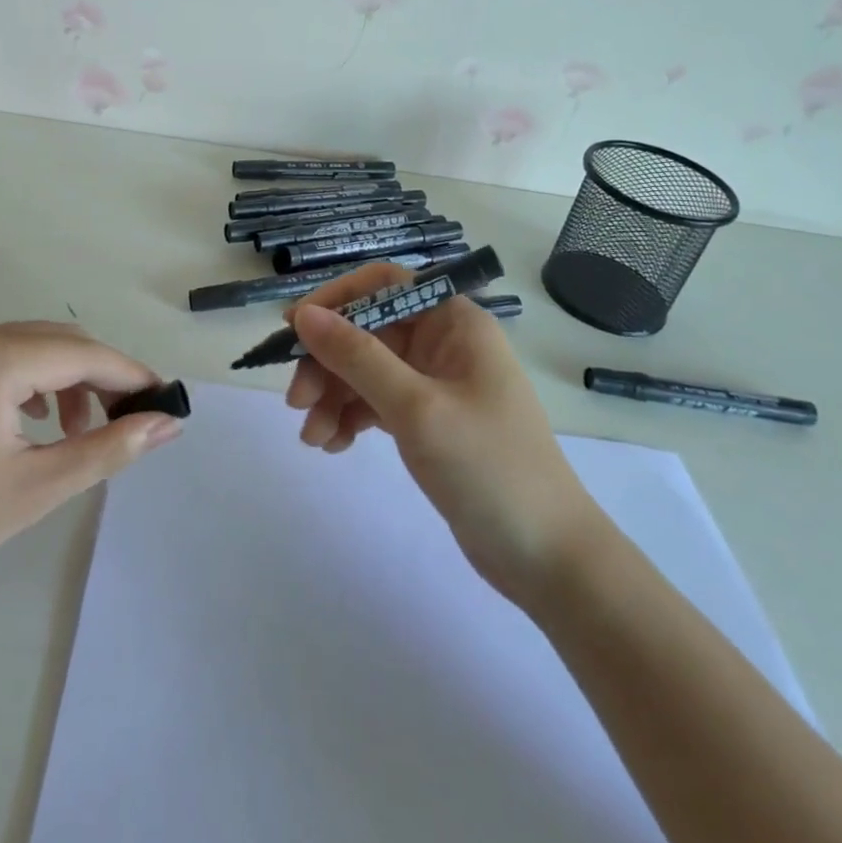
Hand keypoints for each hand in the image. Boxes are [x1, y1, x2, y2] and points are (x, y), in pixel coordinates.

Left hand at [0, 322, 181, 603]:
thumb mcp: (38, 486)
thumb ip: (109, 447)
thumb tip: (167, 423)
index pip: (81, 354)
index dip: (129, 375)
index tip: (164, 398)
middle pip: (58, 341)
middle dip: (100, 375)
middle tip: (128, 418)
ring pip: (31, 345)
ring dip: (66, 377)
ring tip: (79, 428)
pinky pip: (0, 355)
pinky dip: (31, 378)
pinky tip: (36, 419)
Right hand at [284, 264, 596, 600]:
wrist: (547, 557)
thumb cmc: (488, 468)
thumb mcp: (416, 408)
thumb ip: (356, 356)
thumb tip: (303, 314)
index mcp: (453, 322)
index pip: (383, 285)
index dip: (335, 299)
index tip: (294, 329)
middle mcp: (443, 342)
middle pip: (367, 331)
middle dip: (327, 362)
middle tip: (296, 402)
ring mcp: (435, 382)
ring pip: (366, 369)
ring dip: (333, 396)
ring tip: (313, 438)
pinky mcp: (428, 419)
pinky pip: (376, 402)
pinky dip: (351, 417)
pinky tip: (333, 445)